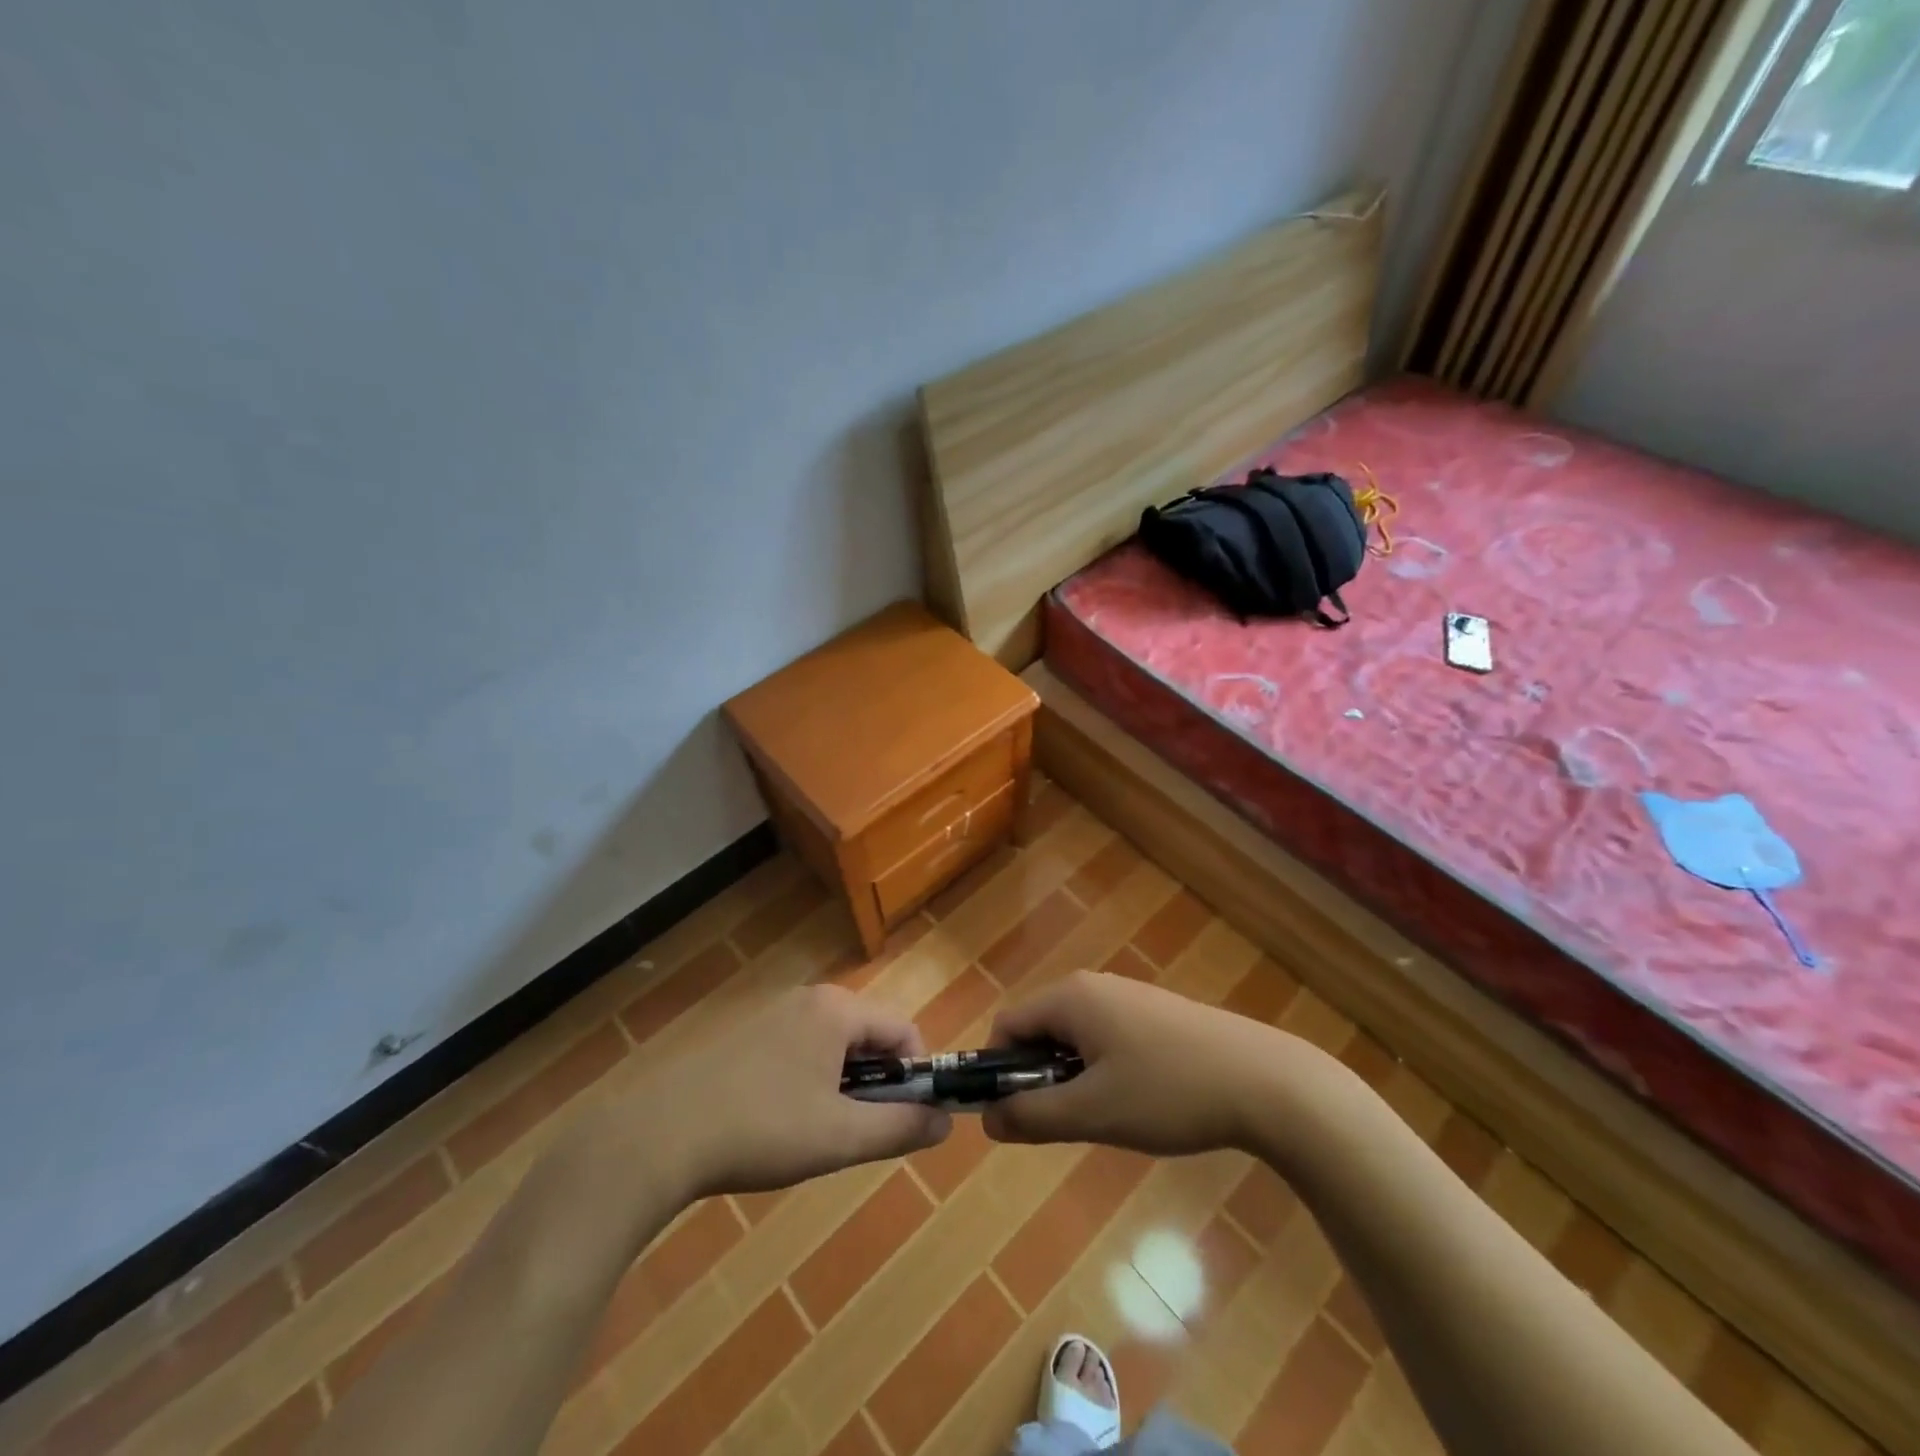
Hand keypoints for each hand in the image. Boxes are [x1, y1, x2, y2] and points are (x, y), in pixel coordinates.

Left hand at [619, 985, 950, 1200]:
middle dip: (879, 1084)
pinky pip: (802, 1051)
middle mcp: (810, 999)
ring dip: (845, 1087)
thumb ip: (900, 1127)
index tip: (908, 1120)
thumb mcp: (840, 1137)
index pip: (904, 1030)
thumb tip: (945, 1122)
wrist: (659, 1136)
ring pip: (835, 1046)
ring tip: (820, 1134)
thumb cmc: (762, 1130)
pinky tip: (783, 1124)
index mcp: (838, 1009)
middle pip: (870, 1035)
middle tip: (860, 1133)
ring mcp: (775, 1015)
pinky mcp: (748, 1037)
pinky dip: (812, 1082)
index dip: (917, 1076)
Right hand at [982, 970, 1305, 1155]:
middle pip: (1040, 1030)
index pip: (1007, 1026)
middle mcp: (1094, 986)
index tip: (1015, 1116)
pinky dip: (1105, 1069)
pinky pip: (1107, 1037)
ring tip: (1109, 1117)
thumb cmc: (1168, 1092)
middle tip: (1068, 1122)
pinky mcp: (1156, 1013)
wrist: (1263, 1080)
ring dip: (1074, 1077)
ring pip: (1076, 1037)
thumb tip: (987, 1120)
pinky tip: (1141, 1101)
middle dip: (1039, 1076)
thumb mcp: (1093, 1113)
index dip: (998, 1071)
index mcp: (1070, 998)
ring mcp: (1128, 996)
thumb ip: (1032, 1116)